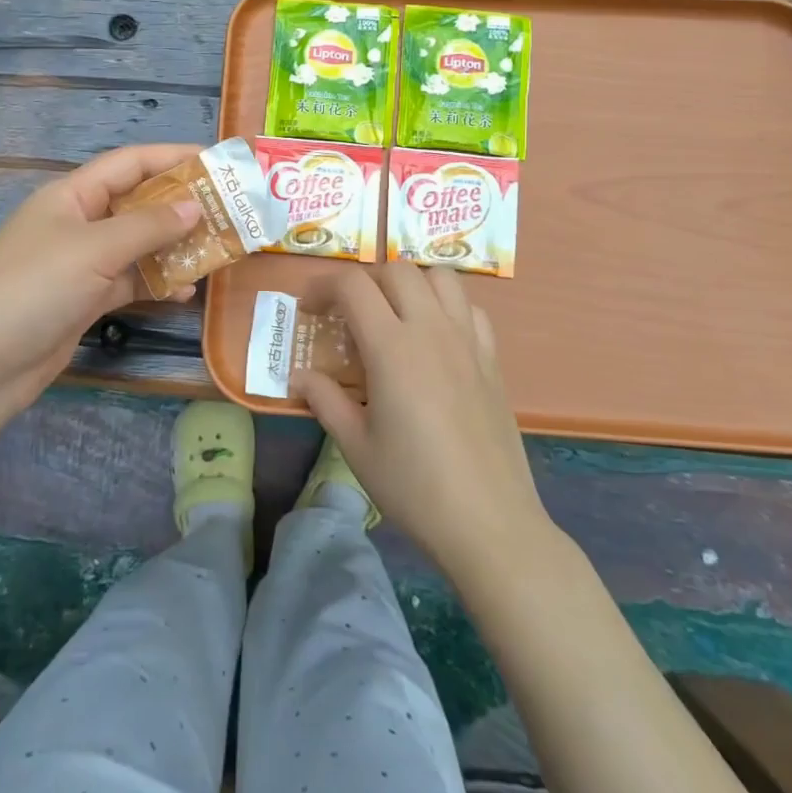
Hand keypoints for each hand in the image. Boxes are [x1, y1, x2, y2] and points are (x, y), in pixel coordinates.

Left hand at [0, 144, 202, 428]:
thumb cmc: (34, 289)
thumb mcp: (94, 249)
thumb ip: (148, 226)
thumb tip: (195, 207)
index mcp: (72, 195)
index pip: (130, 163)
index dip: (173, 157)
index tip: (217, 162)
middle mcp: (79, 222)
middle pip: (138, 203)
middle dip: (181, 205)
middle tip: (229, 210)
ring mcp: (82, 263)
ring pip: (138, 244)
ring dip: (175, 246)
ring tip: (218, 250)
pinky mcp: (86, 299)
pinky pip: (131, 281)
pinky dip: (157, 283)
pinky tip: (185, 292)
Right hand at [293, 263, 550, 579]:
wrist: (489, 522)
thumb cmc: (414, 486)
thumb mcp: (356, 446)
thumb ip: (324, 400)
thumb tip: (299, 376)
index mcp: (392, 347)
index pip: (353, 285)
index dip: (322, 285)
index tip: (307, 308)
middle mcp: (432, 330)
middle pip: (396, 270)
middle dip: (364, 280)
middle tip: (346, 312)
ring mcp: (468, 341)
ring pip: (440, 277)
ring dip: (409, 283)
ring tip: (393, 313)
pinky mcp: (492, 360)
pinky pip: (470, 308)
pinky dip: (447, 306)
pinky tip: (435, 337)